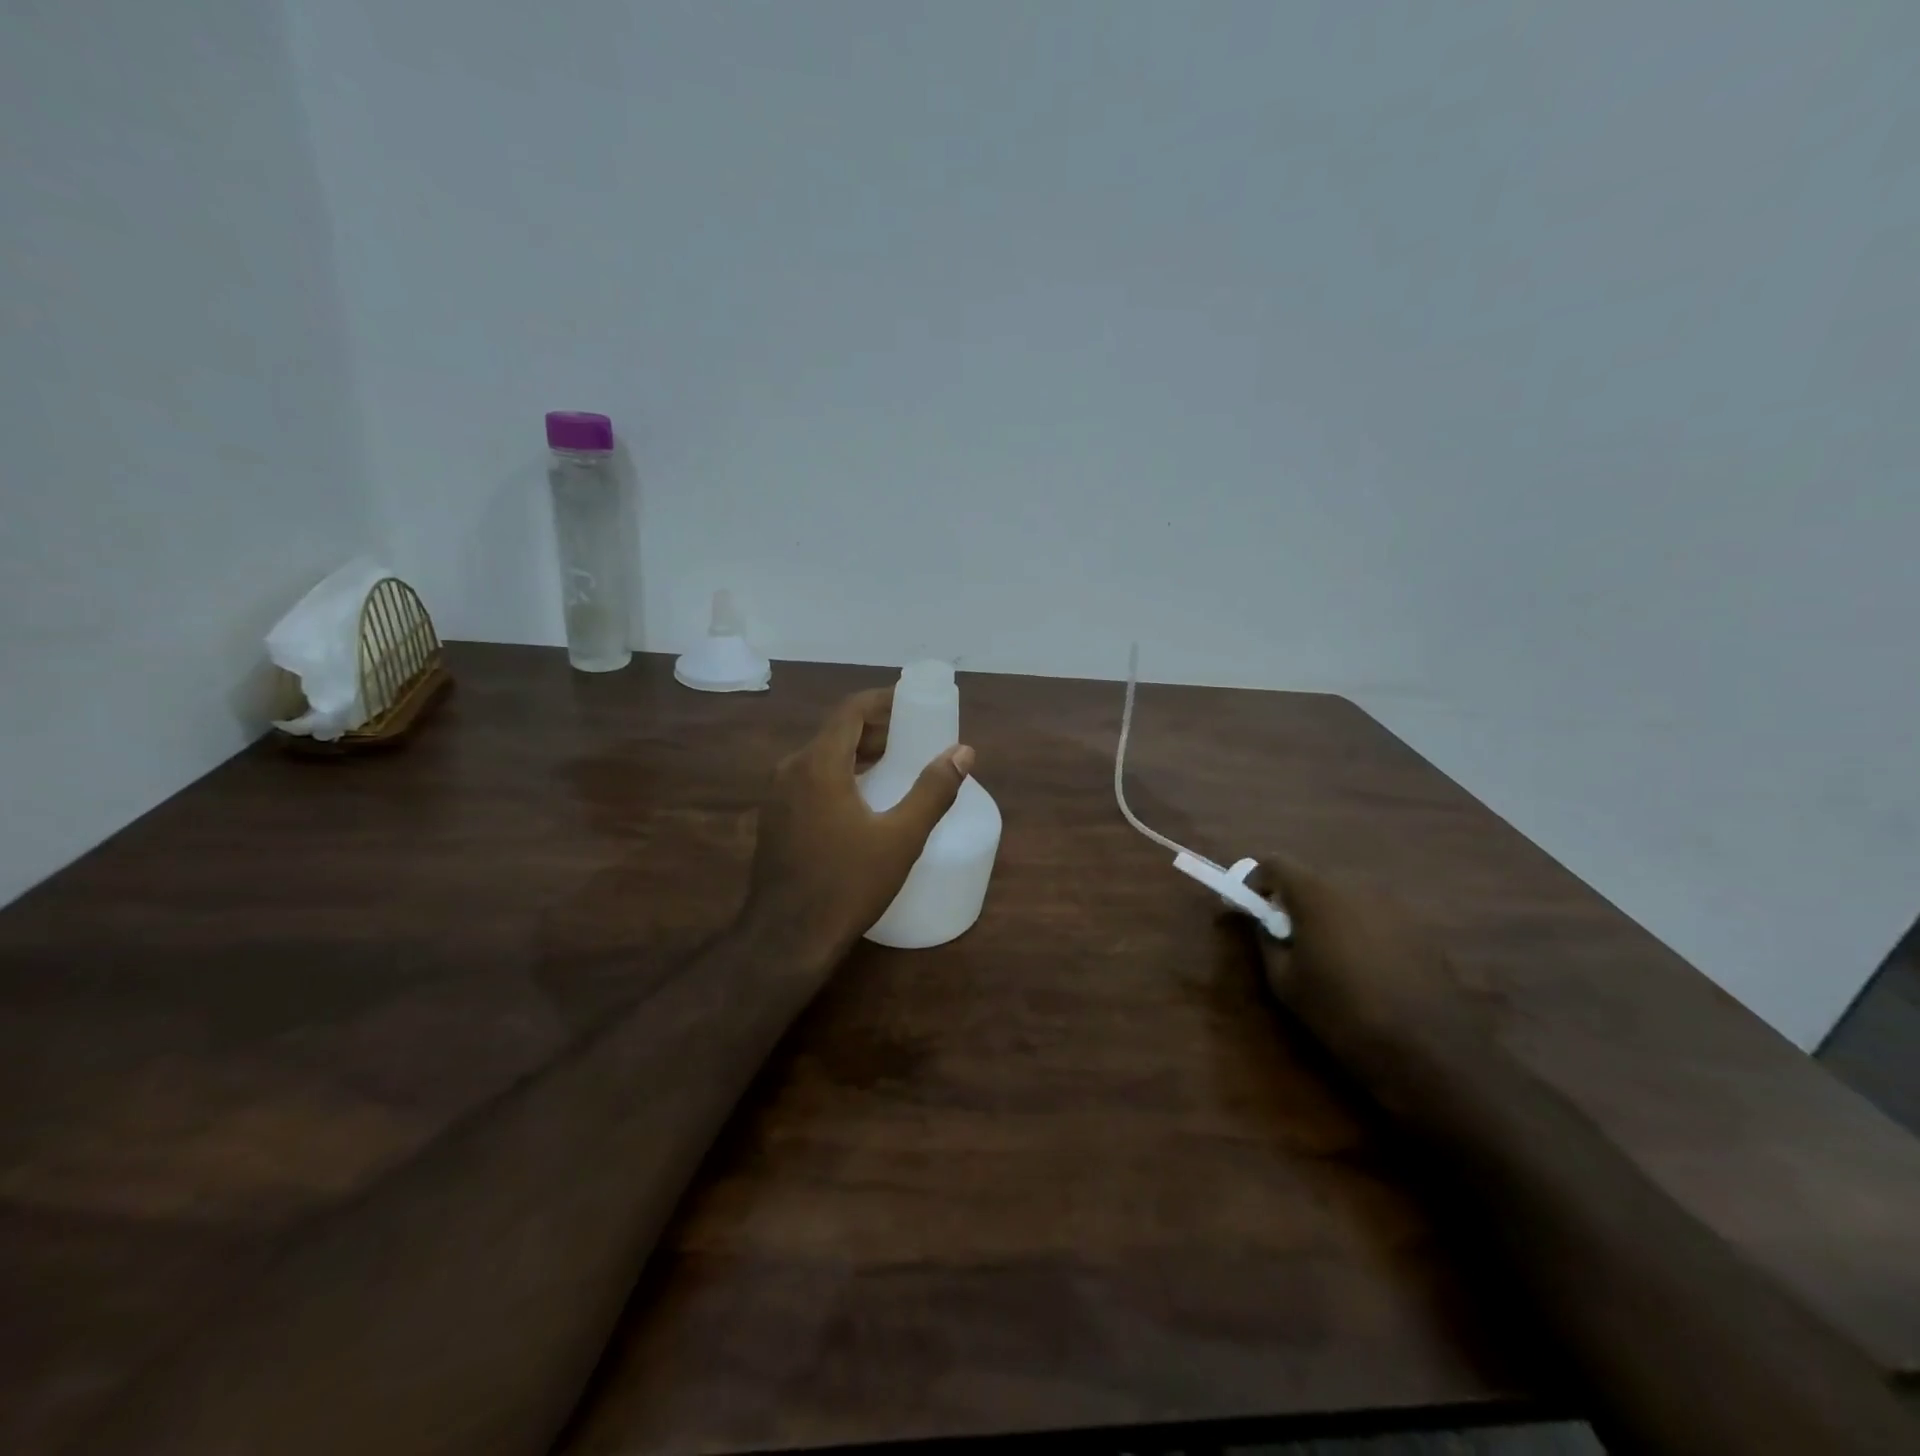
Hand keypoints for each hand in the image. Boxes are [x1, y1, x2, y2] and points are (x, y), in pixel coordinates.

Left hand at [742, 688, 974, 968]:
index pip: (850, 710)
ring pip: (822, 756)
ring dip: (858, 753)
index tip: (914, 705)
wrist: (787, 938)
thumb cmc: (847, 884)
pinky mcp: (775, 818)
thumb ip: (933, 790)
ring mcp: (777, 795)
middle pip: (836, 731)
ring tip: (895, 767)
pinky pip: (810, 779)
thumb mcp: (901, 837)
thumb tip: (963, 752)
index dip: (883, 701)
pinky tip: (863, 800)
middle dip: (876, 729)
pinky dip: (840, 774)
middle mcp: (791, 769)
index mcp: (818, 764)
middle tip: (914, 739)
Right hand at [1248, 857, 1483, 1083]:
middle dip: (1296, 901)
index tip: (1253, 906)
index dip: (1259, 880)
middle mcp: (1357, 887)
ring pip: (1347, 898)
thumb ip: (1268, 942)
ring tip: (1331, 957)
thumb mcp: (1285, 982)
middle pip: (1314, 879)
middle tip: (1289, 936)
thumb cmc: (1342, 1013)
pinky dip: (1362, 931)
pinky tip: (1368, 970)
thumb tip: (1266, 924)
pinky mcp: (1422, 928)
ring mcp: (1394, 905)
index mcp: (1318, 894)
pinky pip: (1376, 918)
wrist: (1429, 1050)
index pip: (1276, 863)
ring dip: (1331, 916)